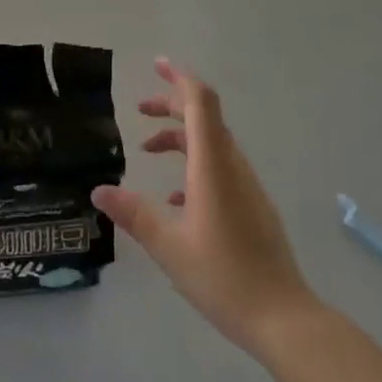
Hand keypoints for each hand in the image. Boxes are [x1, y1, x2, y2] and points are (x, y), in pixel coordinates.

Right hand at [92, 59, 316, 353]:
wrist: (282, 317)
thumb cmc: (223, 276)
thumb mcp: (168, 246)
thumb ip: (134, 214)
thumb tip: (99, 189)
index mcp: (212, 167)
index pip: (201, 103)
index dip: (180, 78)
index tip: (158, 65)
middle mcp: (232, 166)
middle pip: (205, 117)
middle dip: (173, 105)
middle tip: (140, 108)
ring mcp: (246, 186)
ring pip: (212, 143)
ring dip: (181, 137)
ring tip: (148, 151)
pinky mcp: (252, 206)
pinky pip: (220, 169)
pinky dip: (194, 166)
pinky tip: (174, 199)